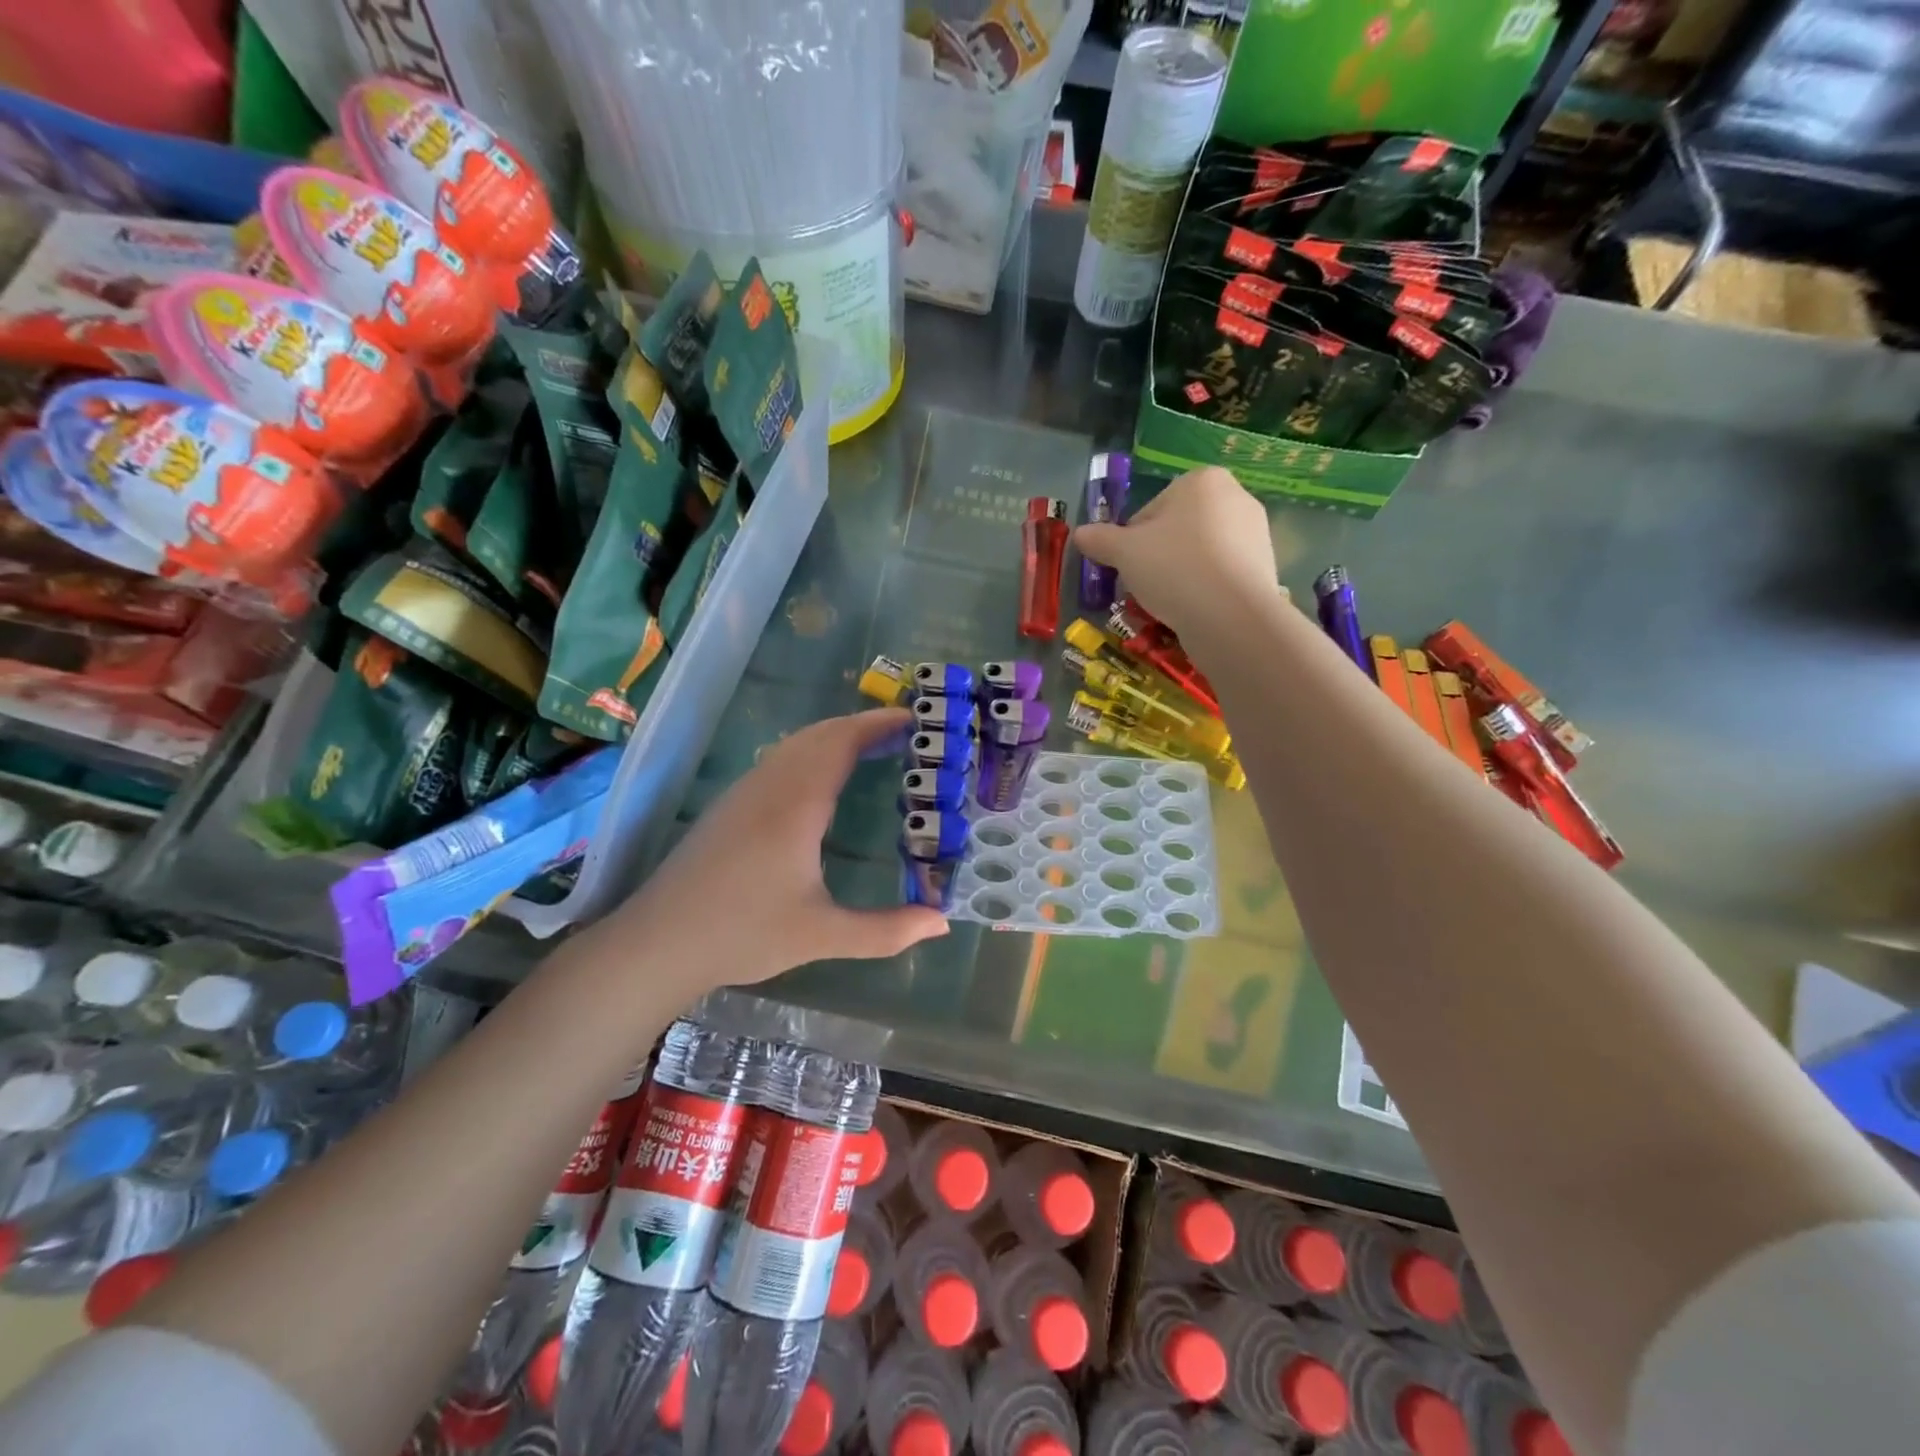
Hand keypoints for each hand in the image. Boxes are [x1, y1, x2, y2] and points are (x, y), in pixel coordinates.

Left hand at [593, 708, 947, 990]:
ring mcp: (744, 792)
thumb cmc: (743, 933)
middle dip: (862, 726)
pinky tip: (822, 782)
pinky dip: (812, 753)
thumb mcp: (822, 936)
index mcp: (797, 804)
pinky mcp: (729, 806)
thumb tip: (941, 924)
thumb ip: (886, 930)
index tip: (914, 719)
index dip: (878, 724)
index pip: (841, 742)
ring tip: (872, 751)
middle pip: (819, 734)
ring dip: (835, 737)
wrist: (658, 942)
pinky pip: (779, 760)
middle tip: (903, 735)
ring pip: (795, 744)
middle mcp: (770, 786)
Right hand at [1075, 466, 1284, 639]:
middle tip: (1145, 587)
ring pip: (1199, 554)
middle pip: (1177, 530)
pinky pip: (1221, 575)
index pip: (1150, 510)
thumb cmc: (1173, 568)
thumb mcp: (1123, 552)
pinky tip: (1194, 610)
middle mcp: (1235, 496)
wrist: (1231, 615)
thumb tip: (1079, 534)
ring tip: (1168, 603)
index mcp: (1201, 480)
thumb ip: (1099, 539)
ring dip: (1179, 575)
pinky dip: (1204, 589)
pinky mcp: (1265, 566)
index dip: (1132, 541)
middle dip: (1158, 557)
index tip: (1128, 567)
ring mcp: (1256, 532)